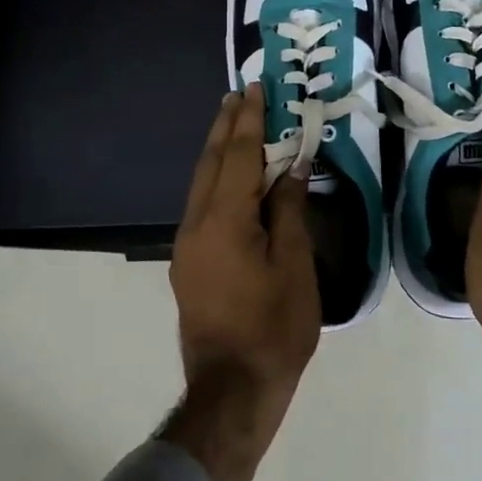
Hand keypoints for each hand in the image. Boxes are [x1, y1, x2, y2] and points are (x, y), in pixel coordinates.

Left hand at [162, 85, 320, 480]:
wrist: (232, 391)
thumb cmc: (274, 328)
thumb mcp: (294, 265)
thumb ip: (288, 210)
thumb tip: (291, 167)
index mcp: (225, 221)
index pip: (237, 156)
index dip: (247, 121)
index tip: (254, 89)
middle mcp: (196, 225)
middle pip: (210, 163)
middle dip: (225, 127)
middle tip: (237, 95)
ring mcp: (187, 246)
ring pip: (201, 184)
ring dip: (218, 151)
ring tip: (232, 124)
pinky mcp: (189, 264)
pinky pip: (201, 205)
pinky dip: (216, 179)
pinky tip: (230, 178)